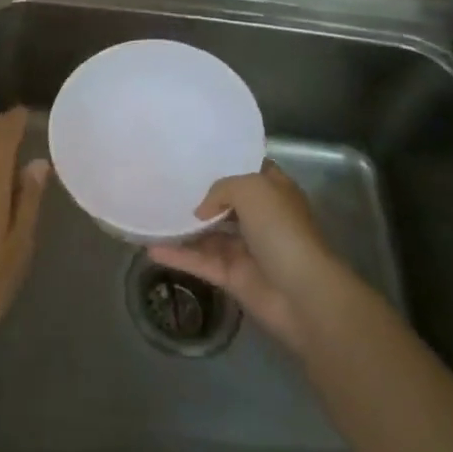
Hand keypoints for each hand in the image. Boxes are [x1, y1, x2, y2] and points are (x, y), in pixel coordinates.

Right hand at [149, 160, 347, 352]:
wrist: (302, 294)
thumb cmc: (282, 231)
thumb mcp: (252, 190)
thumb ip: (221, 189)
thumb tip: (201, 211)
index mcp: (274, 192)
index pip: (249, 171)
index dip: (226, 163)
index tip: (195, 157)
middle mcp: (261, 218)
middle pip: (225, 203)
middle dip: (199, 196)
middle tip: (164, 184)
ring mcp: (246, 249)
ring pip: (209, 234)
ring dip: (183, 228)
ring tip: (150, 215)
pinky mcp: (233, 277)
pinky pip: (201, 261)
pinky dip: (178, 256)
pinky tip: (150, 248)